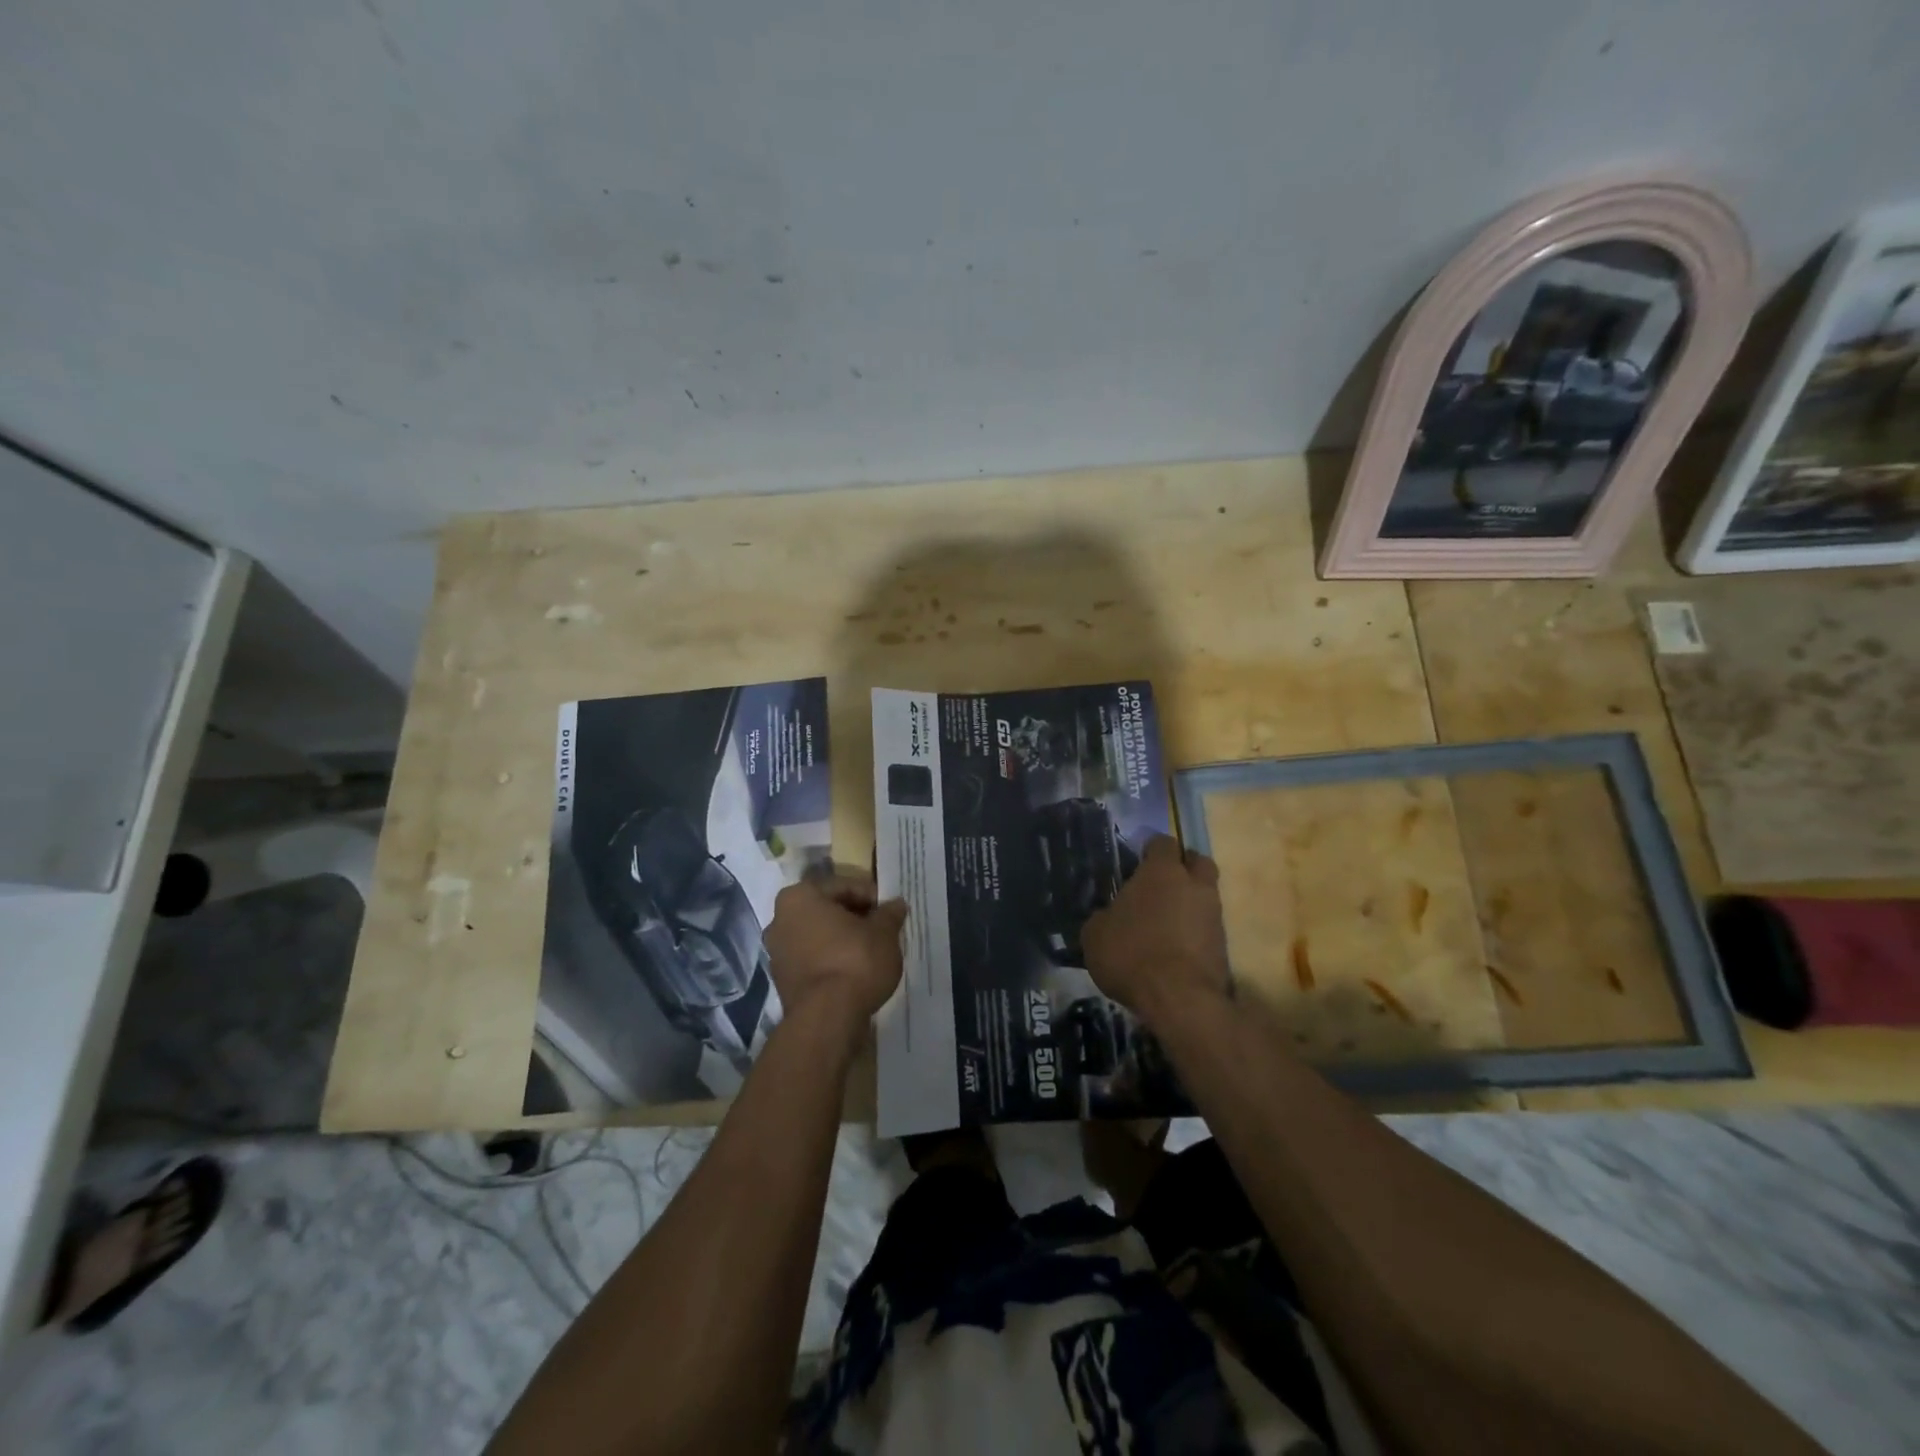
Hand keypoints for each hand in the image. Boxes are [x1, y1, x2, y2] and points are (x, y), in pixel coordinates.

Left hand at [765, 871, 907, 1030]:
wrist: (827, 1018)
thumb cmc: (855, 961)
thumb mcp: (884, 933)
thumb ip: (889, 914)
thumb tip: (896, 904)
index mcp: (799, 897)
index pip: (843, 887)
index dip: (871, 897)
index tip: (890, 912)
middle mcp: (780, 919)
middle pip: (826, 911)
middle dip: (854, 918)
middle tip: (882, 930)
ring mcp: (777, 952)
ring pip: (818, 936)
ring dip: (842, 940)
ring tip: (871, 951)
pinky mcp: (783, 981)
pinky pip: (813, 960)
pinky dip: (832, 961)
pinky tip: (855, 972)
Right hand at [1081, 836, 1230, 1023]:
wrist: (1179, 999)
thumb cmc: (1131, 954)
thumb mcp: (1095, 934)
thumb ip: (1103, 916)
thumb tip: (1107, 916)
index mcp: (1162, 872)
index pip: (1163, 843)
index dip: (1150, 850)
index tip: (1137, 863)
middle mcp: (1194, 885)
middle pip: (1197, 862)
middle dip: (1182, 868)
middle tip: (1160, 885)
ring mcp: (1214, 915)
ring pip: (1205, 896)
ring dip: (1188, 904)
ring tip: (1164, 924)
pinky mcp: (1224, 946)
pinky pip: (1207, 928)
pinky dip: (1194, 933)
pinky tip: (1174, 949)